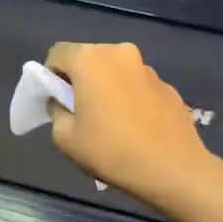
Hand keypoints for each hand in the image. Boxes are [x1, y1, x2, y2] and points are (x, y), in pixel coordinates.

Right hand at [45, 42, 221, 214]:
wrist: (173, 169)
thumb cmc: (111, 150)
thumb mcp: (65, 138)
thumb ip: (56, 111)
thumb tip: (63, 102)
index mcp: (90, 59)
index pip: (57, 54)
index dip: (49, 76)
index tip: (54, 102)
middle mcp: (120, 52)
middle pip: (88, 59)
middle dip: (79, 80)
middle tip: (79, 113)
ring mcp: (147, 68)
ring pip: (114, 71)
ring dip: (105, 88)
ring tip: (109, 123)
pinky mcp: (167, 85)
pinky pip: (136, 85)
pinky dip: (129, 98)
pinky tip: (134, 127)